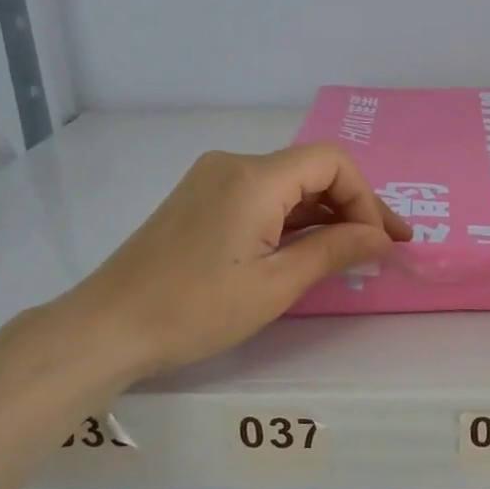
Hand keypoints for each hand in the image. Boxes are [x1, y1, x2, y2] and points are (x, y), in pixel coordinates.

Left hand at [65, 145, 409, 382]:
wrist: (107, 326)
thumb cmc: (194, 310)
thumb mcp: (274, 285)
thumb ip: (333, 251)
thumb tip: (381, 238)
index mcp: (253, 178)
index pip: (331, 162)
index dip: (366, 198)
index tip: (380, 242)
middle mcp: (233, 165)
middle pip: (311, 170)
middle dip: (352, 206)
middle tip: (382, 247)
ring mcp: (212, 180)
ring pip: (287, 185)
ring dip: (323, 214)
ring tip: (353, 252)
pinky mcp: (201, 199)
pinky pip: (261, 198)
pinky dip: (291, 219)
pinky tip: (308, 247)